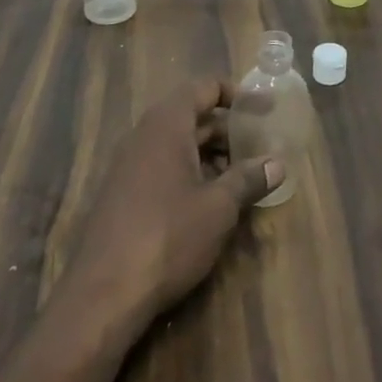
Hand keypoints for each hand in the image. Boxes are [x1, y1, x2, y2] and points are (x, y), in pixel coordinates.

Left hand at [62, 77, 281, 336]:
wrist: (103, 294)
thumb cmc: (168, 236)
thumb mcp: (219, 207)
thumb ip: (248, 179)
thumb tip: (278, 163)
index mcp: (166, 125)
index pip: (204, 87)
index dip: (236, 92)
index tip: (264, 107)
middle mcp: (144, 136)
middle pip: (192, 115)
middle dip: (227, 127)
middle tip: (261, 143)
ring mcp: (129, 165)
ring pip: (178, 144)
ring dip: (211, 153)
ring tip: (243, 173)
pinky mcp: (123, 194)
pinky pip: (163, 166)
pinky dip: (191, 171)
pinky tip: (212, 200)